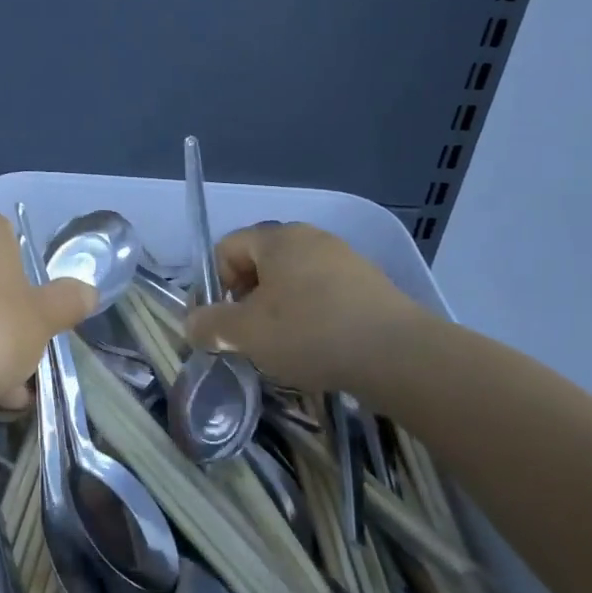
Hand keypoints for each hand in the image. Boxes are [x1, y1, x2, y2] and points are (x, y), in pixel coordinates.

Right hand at [183, 222, 426, 394]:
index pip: (226, 248)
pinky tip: (319, 348)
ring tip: (284, 347)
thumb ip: (210, 326)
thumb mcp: (246, 333)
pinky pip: (324, 295)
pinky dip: (312, 317)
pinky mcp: (370, 285)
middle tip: (249, 336)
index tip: (219, 323)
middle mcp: (310, 238)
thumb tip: (192, 325)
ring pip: (293, 282)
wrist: (399, 355)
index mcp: (277, 239)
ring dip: (278, 311)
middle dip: (246, 300)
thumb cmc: (310, 332)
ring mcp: (344, 259)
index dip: (214, 285)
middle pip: (260, 264)